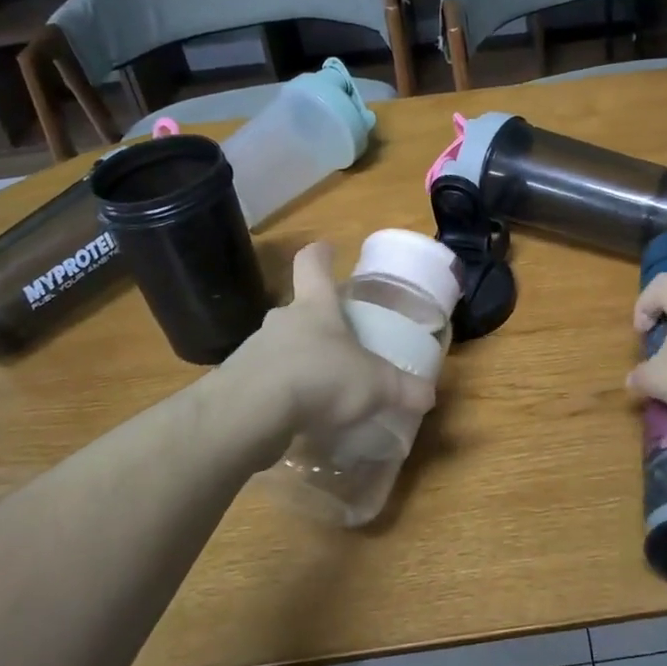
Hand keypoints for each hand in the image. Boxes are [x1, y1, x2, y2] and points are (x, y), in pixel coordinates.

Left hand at [218, 243, 436, 458]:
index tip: (327, 248)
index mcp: (315, 307)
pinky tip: (298, 417)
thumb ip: (403, 388)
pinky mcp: (237, 385)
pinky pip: (265, 382)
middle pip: (298, 309)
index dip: (321, 254)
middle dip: (317, 321)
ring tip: (321, 388)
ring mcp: (254, 351)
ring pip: (280, 347)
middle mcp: (281, 321)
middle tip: (339, 339)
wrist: (250, 414)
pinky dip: (282, 394)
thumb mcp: (375, 385)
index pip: (312, 264)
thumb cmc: (320, 378)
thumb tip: (429, 395)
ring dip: (298, 360)